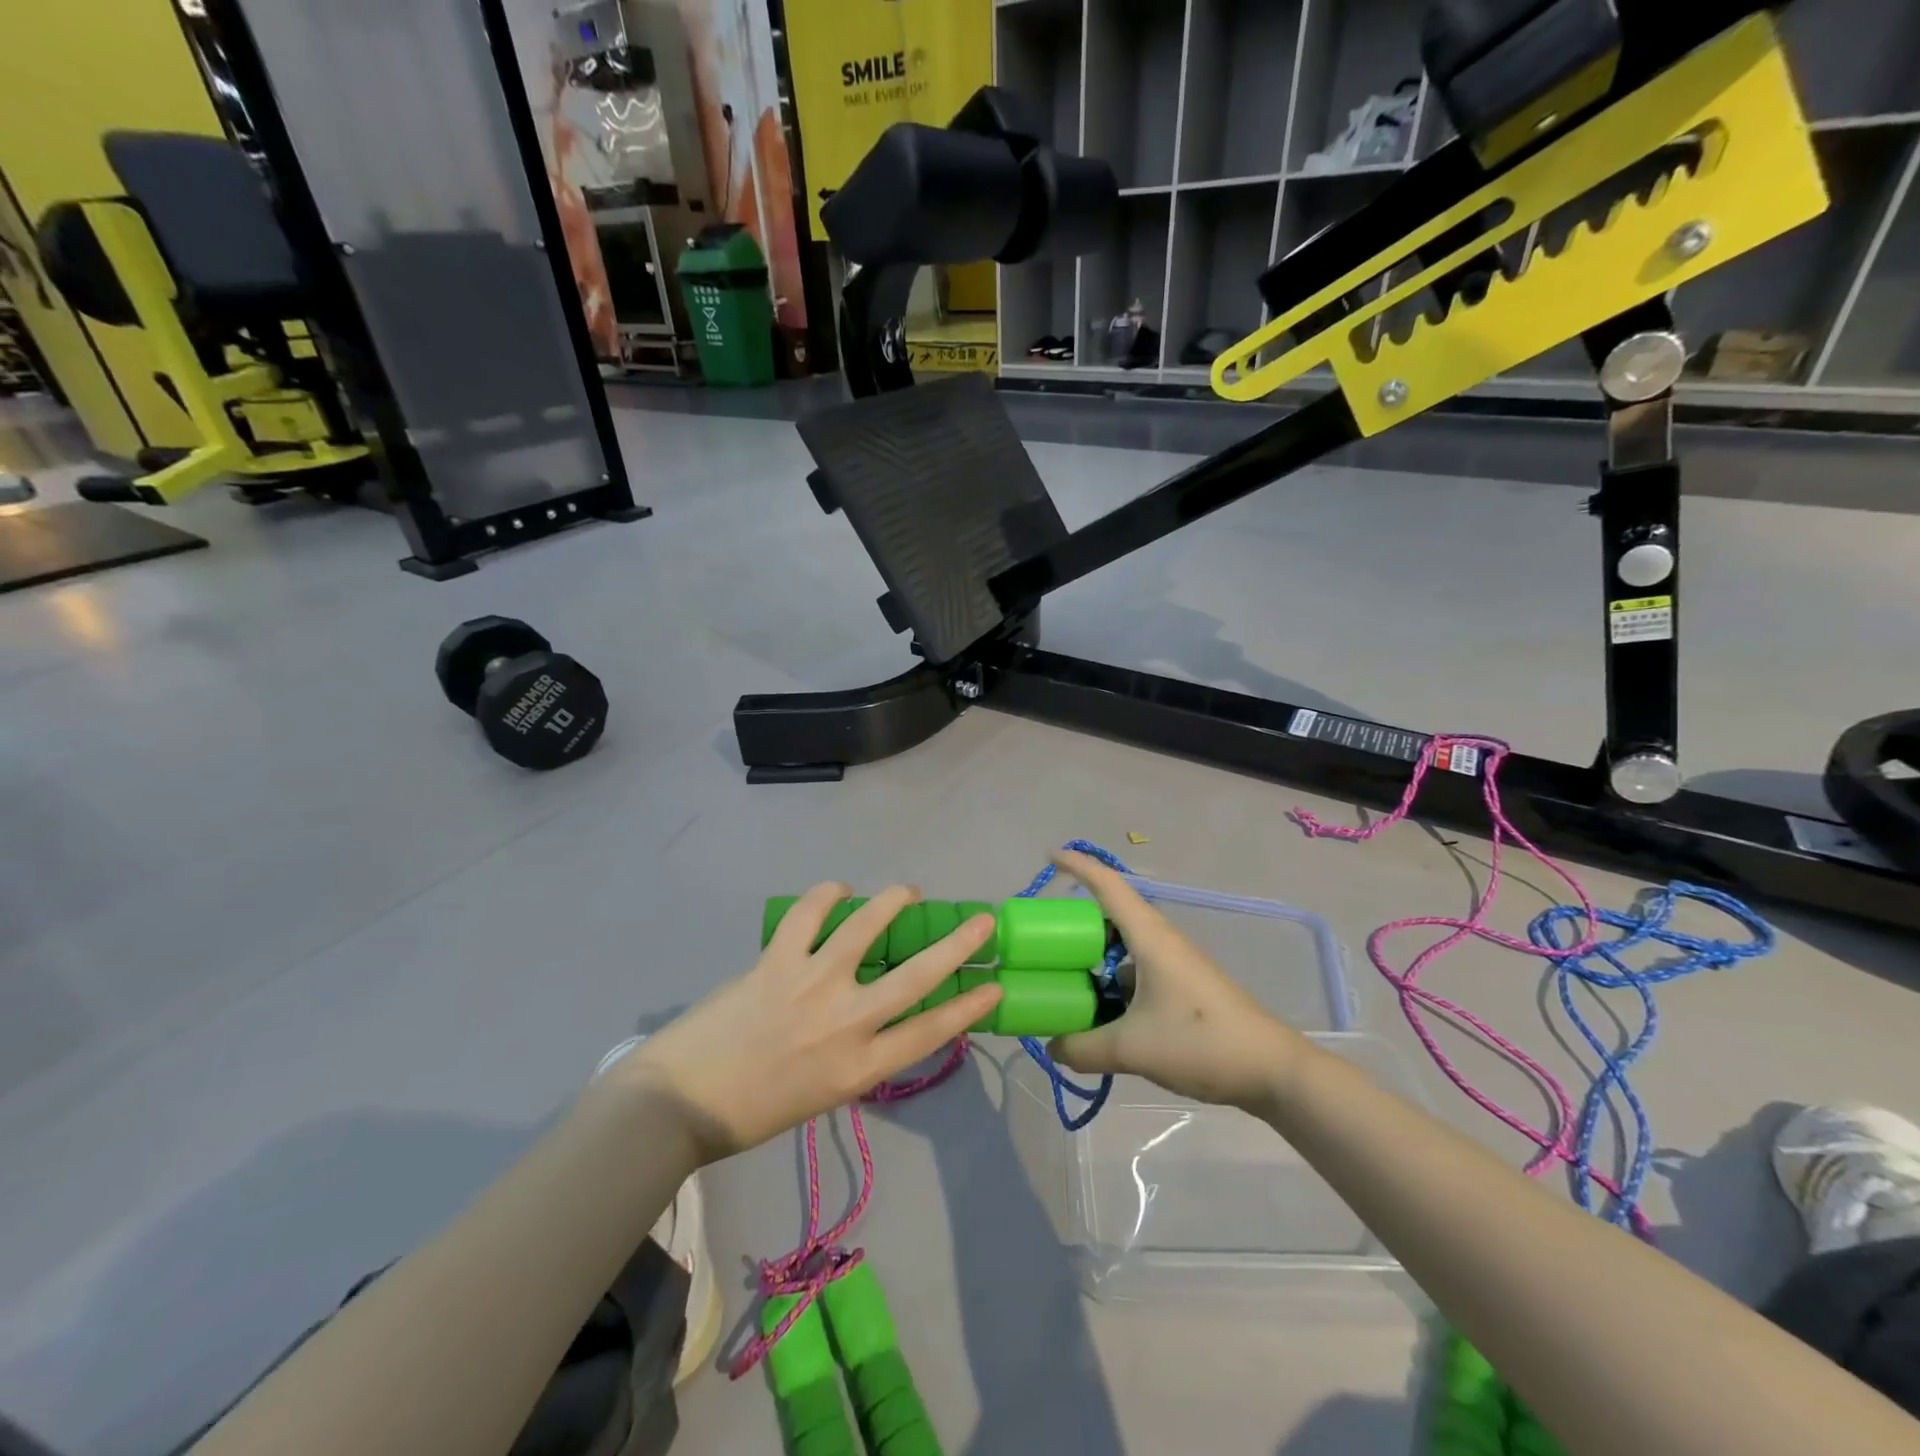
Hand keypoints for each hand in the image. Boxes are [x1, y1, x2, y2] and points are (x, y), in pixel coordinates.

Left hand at [609, 885, 1001, 1163]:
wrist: (680, 1104)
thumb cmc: (752, 1112)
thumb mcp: (822, 1095)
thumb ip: (854, 1055)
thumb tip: (872, 1017)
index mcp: (858, 1067)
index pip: (929, 1031)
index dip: (967, 1007)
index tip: (994, 985)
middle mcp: (845, 1022)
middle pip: (916, 976)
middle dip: (958, 946)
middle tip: (983, 922)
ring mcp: (811, 984)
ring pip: (866, 928)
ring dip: (894, 902)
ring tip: (909, 892)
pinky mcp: (777, 961)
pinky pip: (809, 914)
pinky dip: (827, 896)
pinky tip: (839, 890)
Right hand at [1047, 851, 1302, 1110]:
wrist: (1273, 1069)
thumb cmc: (1202, 1043)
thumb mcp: (1133, 1049)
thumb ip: (1084, 1047)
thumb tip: (1052, 1045)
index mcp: (1149, 937)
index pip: (1108, 886)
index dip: (1077, 865)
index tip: (1049, 856)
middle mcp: (1161, 941)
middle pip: (1111, 915)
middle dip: (1076, 921)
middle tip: (1043, 938)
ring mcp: (1174, 964)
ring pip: (1124, 947)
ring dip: (1094, 957)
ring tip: (1063, 979)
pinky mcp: (1183, 987)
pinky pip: (1136, 971)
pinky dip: (1112, 982)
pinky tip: (1100, 1013)